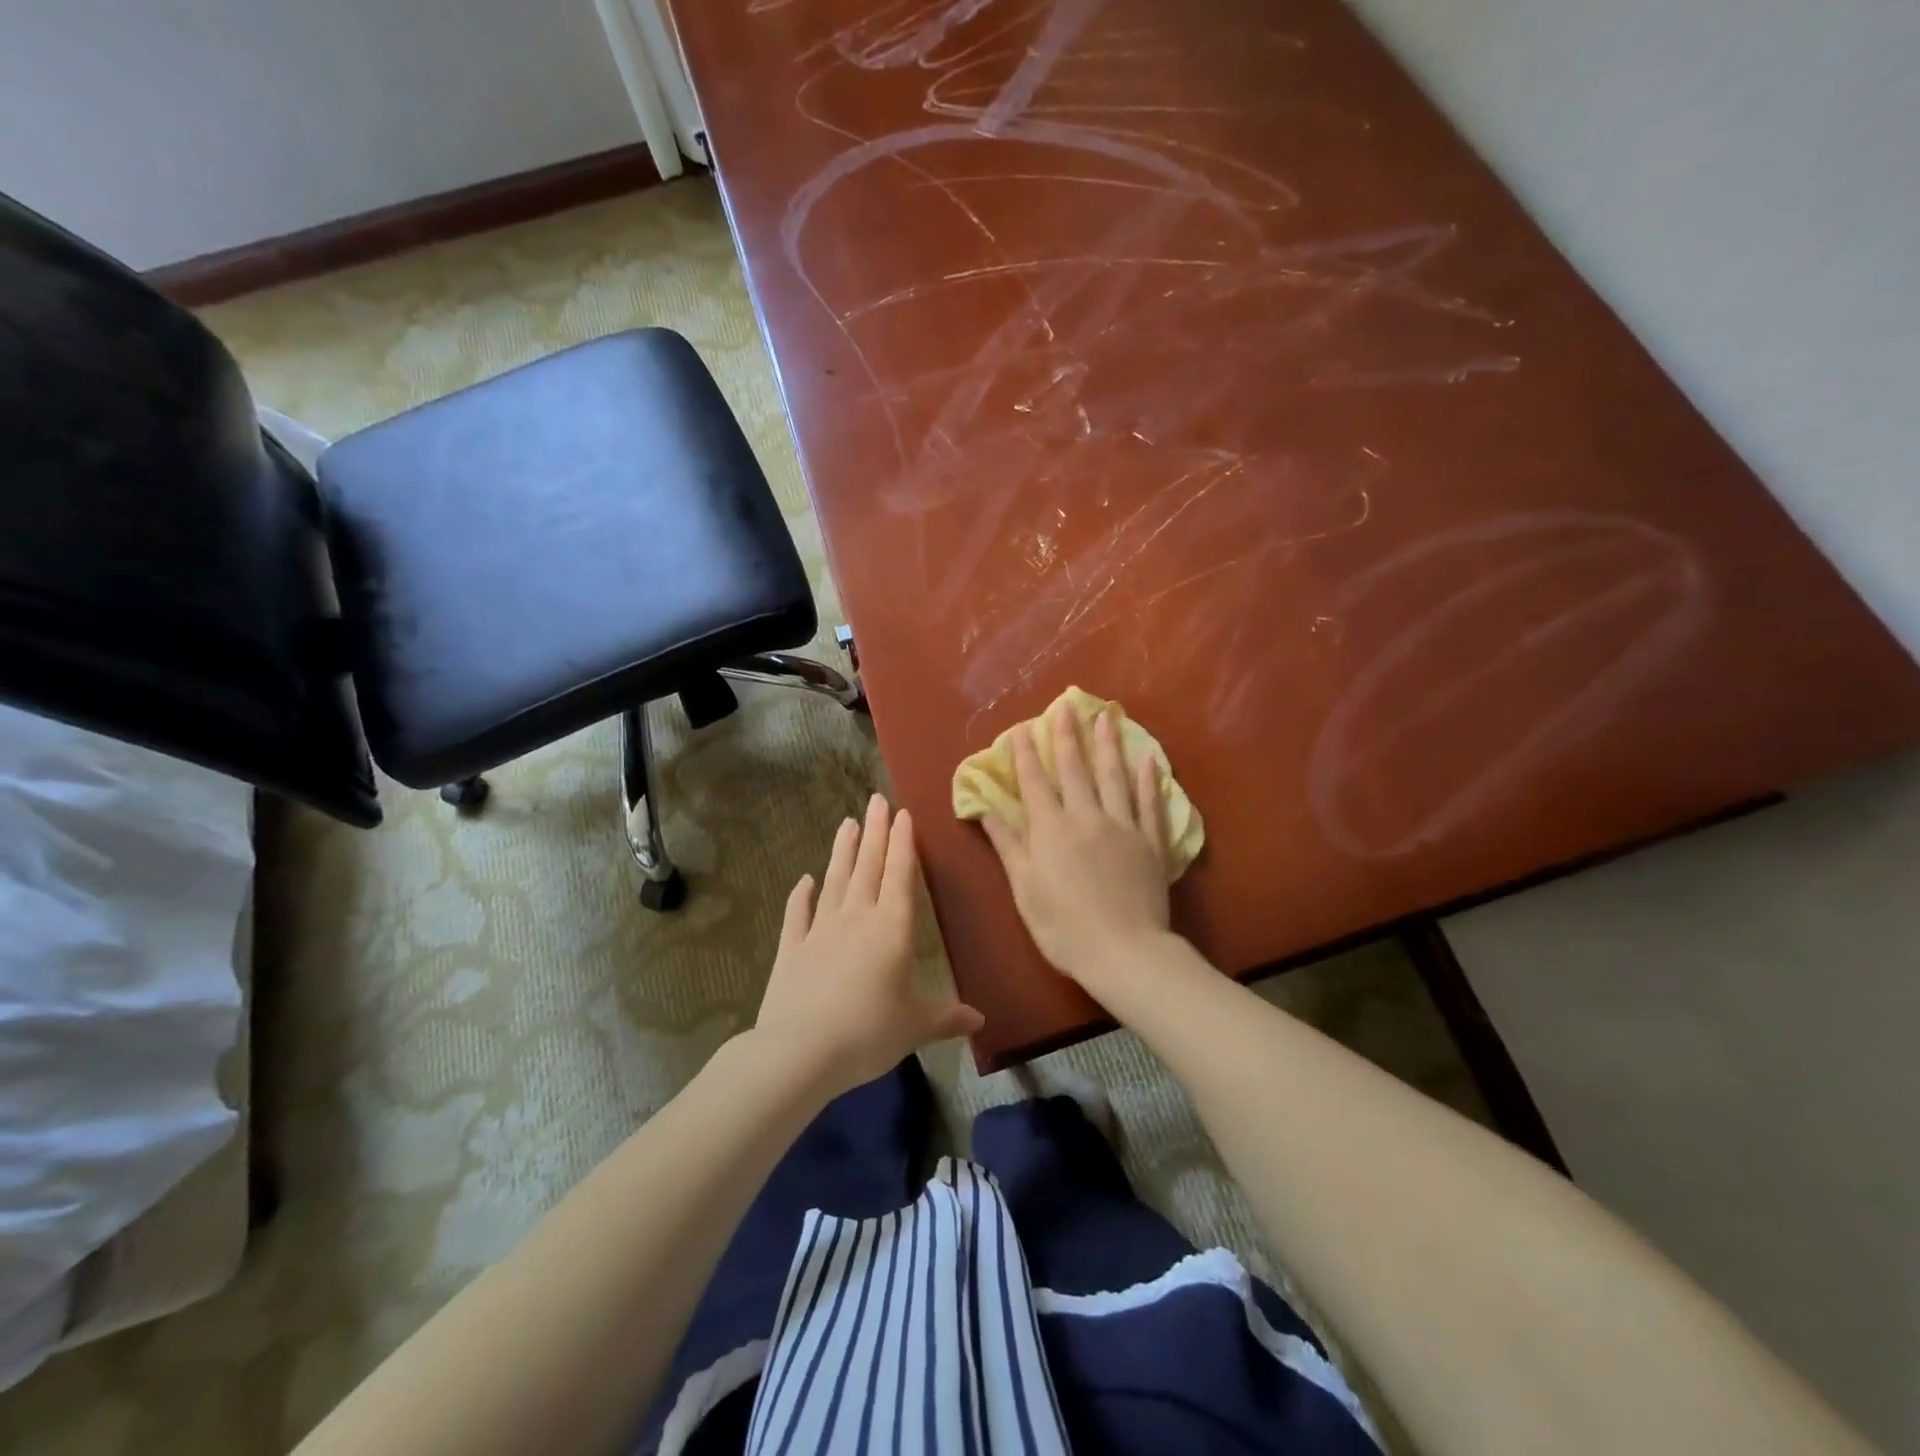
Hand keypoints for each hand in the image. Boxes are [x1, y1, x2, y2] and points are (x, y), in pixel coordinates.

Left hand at [753, 794, 983, 1099]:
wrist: (799, 1051)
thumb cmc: (868, 1033)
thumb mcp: (916, 1027)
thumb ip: (947, 1018)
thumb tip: (980, 1020)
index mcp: (891, 929)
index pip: (899, 876)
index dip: (902, 844)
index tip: (902, 814)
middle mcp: (855, 919)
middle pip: (867, 867)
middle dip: (874, 832)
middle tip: (875, 800)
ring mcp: (819, 930)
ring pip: (834, 880)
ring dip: (842, 851)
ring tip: (846, 822)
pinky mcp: (791, 949)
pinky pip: (797, 914)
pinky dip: (800, 896)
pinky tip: (804, 880)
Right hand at [979, 704, 1171, 995]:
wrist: (1124, 952)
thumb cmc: (1064, 927)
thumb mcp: (1025, 890)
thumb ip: (1009, 846)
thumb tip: (986, 810)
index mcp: (1052, 830)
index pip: (1035, 783)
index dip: (1026, 755)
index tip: (1021, 729)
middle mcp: (1086, 817)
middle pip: (1075, 770)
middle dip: (1066, 736)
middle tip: (1064, 706)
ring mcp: (1123, 827)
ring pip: (1114, 776)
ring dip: (1108, 744)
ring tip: (1105, 716)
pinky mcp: (1150, 842)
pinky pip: (1150, 804)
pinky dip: (1149, 780)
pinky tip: (1148, 759)